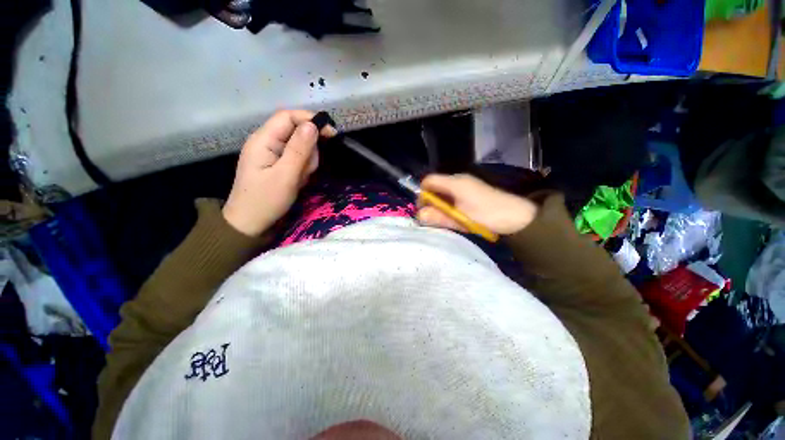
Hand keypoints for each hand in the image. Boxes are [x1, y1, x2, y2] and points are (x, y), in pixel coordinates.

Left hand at [223, 110, 335, 235]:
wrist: (251, 223)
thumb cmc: (266, 200)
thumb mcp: (286, 175)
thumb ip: (299, 149)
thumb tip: (313, 125)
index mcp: (263, 140)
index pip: (288, 117)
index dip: (310, 120)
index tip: (332, 133)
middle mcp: (267, 142)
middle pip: (297, 133)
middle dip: (309, 150)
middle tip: (307, 170)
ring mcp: (273, 154)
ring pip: (300, 148)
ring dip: (307, 162)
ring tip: (300, 179)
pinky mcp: (278, 164)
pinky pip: (297, 160)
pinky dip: (303, 169)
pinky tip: (298, 181)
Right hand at [417, 174, 537, 235]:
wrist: (518, 217)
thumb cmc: (487, 216)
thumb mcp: (460, 219)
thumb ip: (438, 216)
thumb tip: (419, 215)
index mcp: (454, 182)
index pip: (428, 181)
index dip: (422, 194)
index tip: (423, 210)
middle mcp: (459, 179)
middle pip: (435, 186)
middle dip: (431, 201)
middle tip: (434, 217)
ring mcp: (466, 184)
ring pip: (444, 191)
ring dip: (440, 204)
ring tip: (445, 218)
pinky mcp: (472, 191)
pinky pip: (453, 194)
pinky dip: (449, 204)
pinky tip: (456, 214)